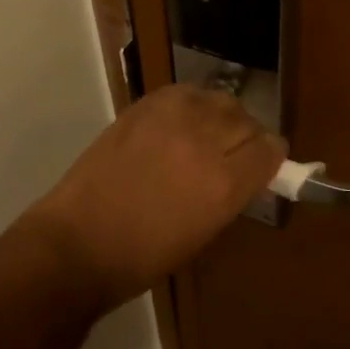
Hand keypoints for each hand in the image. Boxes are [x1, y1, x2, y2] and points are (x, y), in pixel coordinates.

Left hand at [23, 85, 286, 308]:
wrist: (79, 242)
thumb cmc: (143, 256)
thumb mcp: (204, 232)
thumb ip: (232, 193)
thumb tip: (246, 171)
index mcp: (224, 185)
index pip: (270, 149)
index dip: (270, 157)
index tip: (262, 164)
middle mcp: (204, 143)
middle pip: (247, 120)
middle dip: (247, 137)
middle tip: (233, 152)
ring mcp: (171, 120)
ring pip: (219, 99)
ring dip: (221, 116)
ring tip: (206, 133)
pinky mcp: (143, 107)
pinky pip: (185, 92)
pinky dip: (191, 103)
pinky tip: (181, 121)